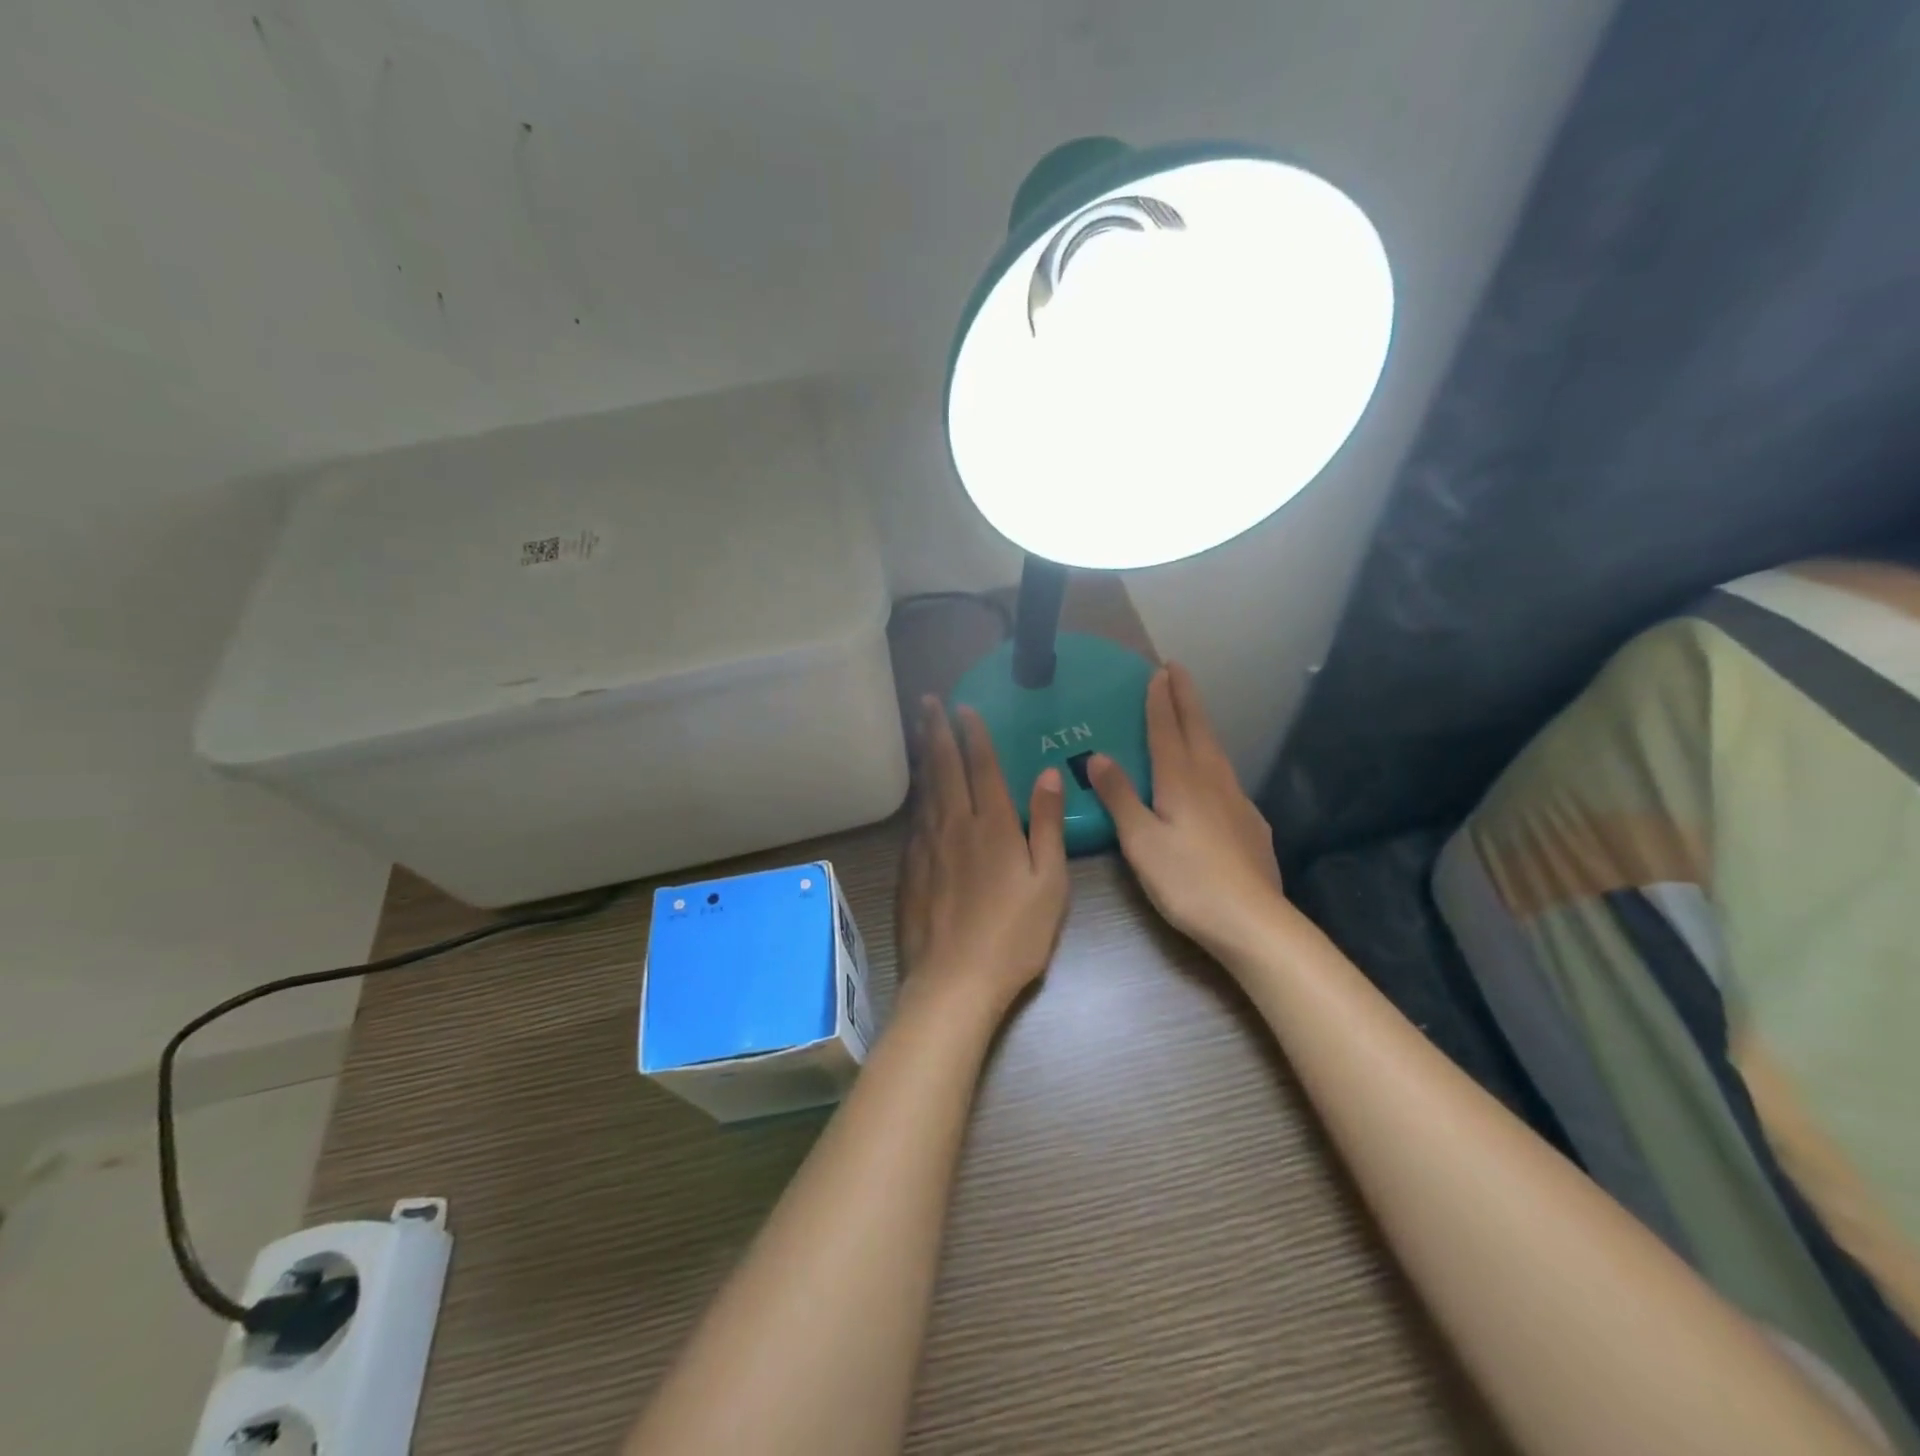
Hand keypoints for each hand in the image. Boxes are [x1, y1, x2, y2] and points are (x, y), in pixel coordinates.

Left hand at [898, 697, 1069, 1016]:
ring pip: (924, 790)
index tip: (964, 706)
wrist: (954, 981)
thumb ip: (1047, 825)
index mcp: (992, 825)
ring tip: (919, 731)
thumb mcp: (1049, 882)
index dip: (973, 734)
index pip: (981, 766)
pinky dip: (916, 796)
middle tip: (926, 702)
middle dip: (936, 731)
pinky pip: (913, 820)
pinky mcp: (909, 870)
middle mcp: (954, 825)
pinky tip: (916, 794)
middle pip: (943, 768)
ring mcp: (926, 847)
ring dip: (923, 756)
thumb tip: (1048, 774)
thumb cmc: (1014, 935)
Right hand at [1087, 663, 1288, 960]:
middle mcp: (1212, 780)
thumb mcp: (1140, 841)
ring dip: (1201, 724)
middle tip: (1177, 670)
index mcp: (1181, 780)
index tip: (1158, 671)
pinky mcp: (1250, 823)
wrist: (1252, 921)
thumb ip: (1119, 797)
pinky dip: (1213, 760)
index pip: (1168, 729)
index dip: (1160, 700)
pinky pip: (1226, 777)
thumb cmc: (1187, 880)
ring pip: (1216, 751)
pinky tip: (1212, 777)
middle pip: (1198, 729)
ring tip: (1191, 712)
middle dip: (1186, 697)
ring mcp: (1237, 801)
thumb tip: (1098, 756)